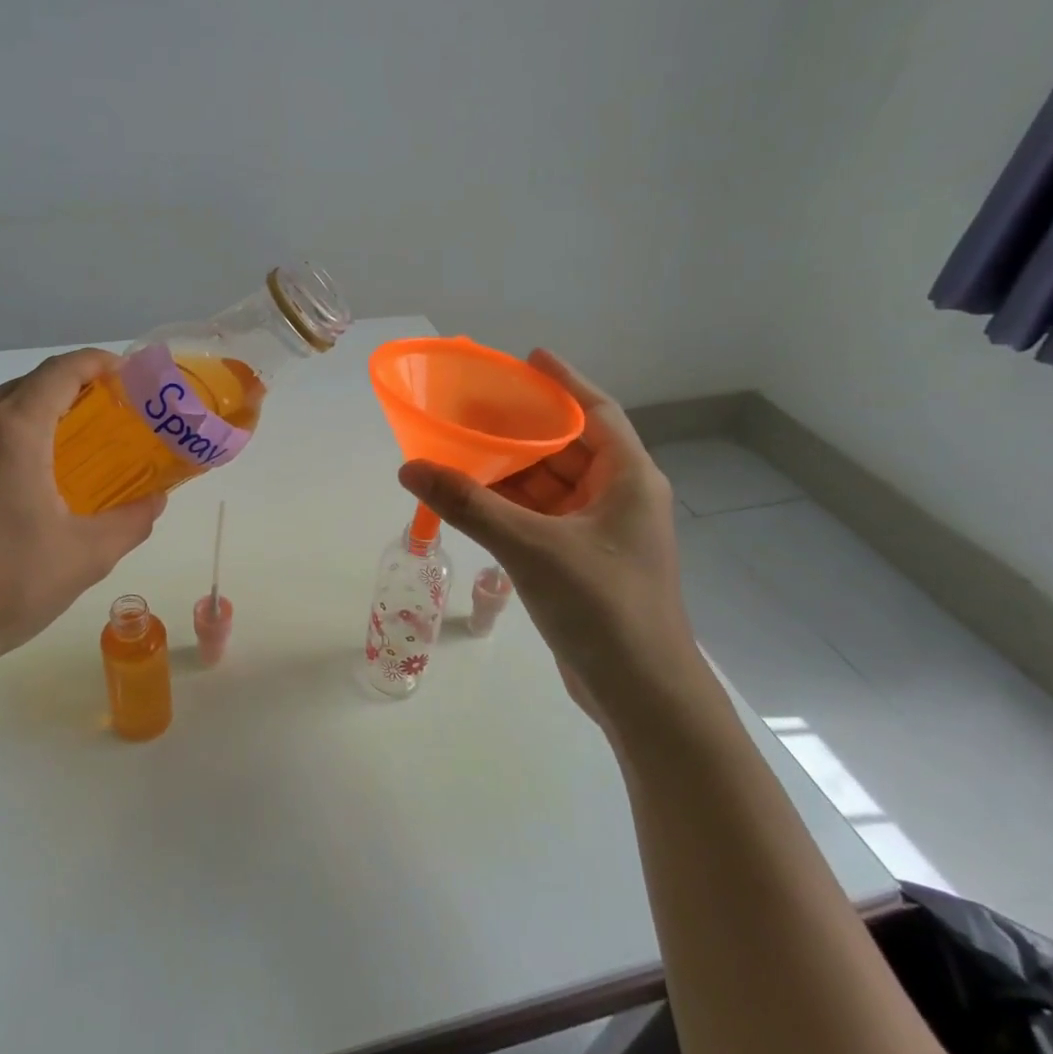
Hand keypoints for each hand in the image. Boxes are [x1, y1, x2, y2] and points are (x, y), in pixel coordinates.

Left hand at [0, 349, 165, 717]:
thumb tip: (156, 499)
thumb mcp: (87, 557)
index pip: (61, 370)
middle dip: (57, 402)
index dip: (96, 363)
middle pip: (19, 391)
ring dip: (9, 433)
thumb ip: (132, 519)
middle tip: (85, 433)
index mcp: (11, 430)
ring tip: (27, 474)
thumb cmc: (5, 589)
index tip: (120, 376)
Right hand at [397, 350, 701, 727]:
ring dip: (512, 472)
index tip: (526, 359)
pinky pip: (544, 518)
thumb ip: (469, 505)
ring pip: (553, 486)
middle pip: (569, 446)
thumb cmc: (601, 606)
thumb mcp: (530, 547)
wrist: (641, 694)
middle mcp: (621, 497)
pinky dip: (513, 507)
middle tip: (475, 409)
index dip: (562, 382)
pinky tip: (475, 503)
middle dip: (524, 429)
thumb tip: (411, 468)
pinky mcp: (586, 562)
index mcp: (628, 478)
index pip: (596, 411)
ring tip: (464, 451)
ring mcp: (603, 533)